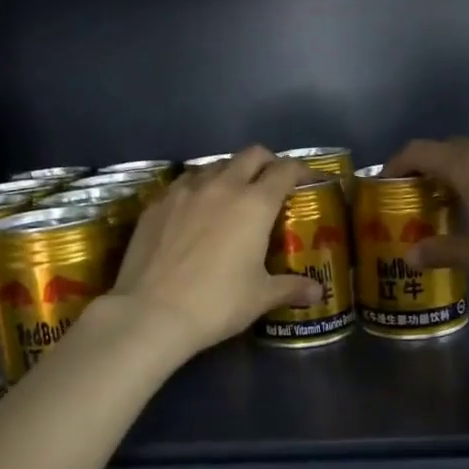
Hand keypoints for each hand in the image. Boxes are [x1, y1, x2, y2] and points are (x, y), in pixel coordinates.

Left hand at [109, 147, 322, 357]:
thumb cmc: (216, 304)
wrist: (151, 313)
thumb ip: (290, 288)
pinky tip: (195, 210)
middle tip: (272, 182)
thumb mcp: (259, 297)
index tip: (308, 179)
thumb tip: (317, 292)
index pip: (285, 170)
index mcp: (254, 204)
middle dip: (267, 163)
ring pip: (214, 165)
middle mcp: (222, 186)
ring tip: (232, 195)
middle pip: (251, 155)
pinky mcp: (157, 203)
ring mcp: (184, 191)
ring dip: (230, 173)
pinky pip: (184, 183)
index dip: (301, 170)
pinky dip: (198, 188)